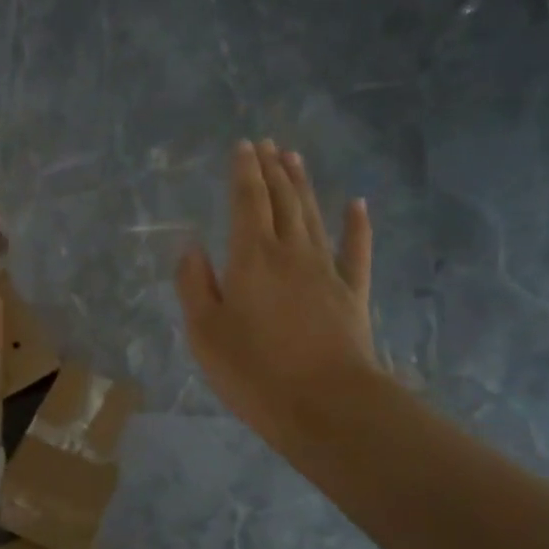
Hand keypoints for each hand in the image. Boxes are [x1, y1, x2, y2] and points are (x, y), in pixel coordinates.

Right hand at [176, 140, 383, 450]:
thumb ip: (194, 284)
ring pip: (313, 216)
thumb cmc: (254, 370)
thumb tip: (191, 246)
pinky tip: (357, 204)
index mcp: (251, 257)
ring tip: (295, 158)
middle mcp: (290, 252)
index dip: (244, 172)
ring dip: (303, 185)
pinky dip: (356, 225)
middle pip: (282, 200)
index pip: (247, 201)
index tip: (243, 146)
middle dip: (273, 169)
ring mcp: (327, 270)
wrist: (326, 404)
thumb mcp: (204, 332)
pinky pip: (356, 249)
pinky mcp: (352, 293)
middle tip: (268, 144)